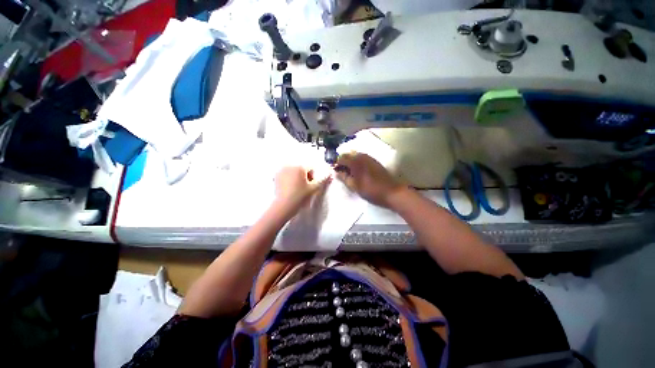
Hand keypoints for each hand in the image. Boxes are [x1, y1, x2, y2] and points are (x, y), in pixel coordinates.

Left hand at [274, 166, 330, 210]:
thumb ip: (323, 180)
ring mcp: (281, 170)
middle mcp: (290, 165)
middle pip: (302, 169)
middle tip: (305, 188)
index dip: (313, 177)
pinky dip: (290, 179)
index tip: (311, 185)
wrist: (284, 206)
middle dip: (306, 176)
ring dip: (298, 177)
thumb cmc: (300, 196)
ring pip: (294, 171)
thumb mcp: (314, 188)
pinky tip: (290, 188)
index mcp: (300, 166)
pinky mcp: (276, 176)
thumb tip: (331, 174)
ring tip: (297, 188)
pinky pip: (286, 174)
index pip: (311, 168)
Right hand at [335, 153, 405, 207]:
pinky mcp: (374, 161)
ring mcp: (369, 158)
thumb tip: (336, 172)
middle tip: (340, 171)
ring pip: (355, 155)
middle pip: (348, 154)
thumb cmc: (371, 190)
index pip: (341, 158)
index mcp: (355, 162)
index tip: (333, 170)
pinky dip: (356, 162)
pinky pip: (361, 158)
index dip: (335, 163)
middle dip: (342, 161)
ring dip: (349, 161)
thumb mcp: (354, 186)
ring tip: (347, 172)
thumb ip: (344, 178)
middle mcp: (362, 156)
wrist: (391, 192)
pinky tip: (356, 170)